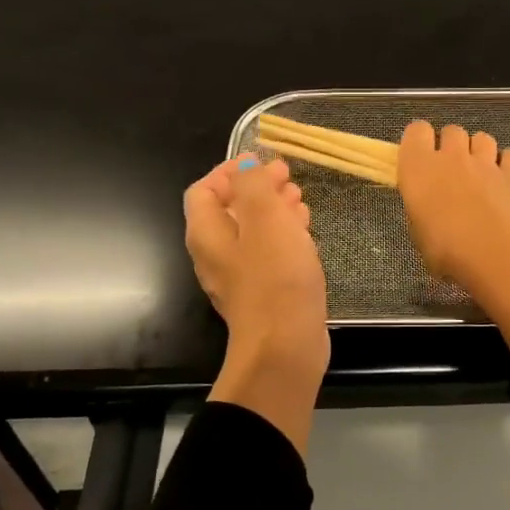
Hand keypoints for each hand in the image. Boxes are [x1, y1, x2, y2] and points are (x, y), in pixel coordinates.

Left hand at [185, 155, 329, 450]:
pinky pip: (267, 256)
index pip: (204, 189)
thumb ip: (253, 184)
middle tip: (288, 178)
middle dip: (258, 189)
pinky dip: (283, 238)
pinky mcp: (262, 295)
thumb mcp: (265, 219)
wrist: (285, 347)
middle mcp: (215, 255)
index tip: (263, 161)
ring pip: (251, 233)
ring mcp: (238, 278)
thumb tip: (247, 164)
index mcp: (207, 233)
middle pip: (229, 210)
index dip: (230, 170)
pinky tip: (305, 236)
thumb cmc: (274, 278)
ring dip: (274, 212)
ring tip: (301, 201)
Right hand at [397, 121, 509, 355]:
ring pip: (482, 138)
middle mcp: (451, 157)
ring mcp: (485, 162)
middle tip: (450, 170)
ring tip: (479, 173)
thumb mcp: (418, 233)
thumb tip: (430, 207)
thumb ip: (422, 209)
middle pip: (451, 131)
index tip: (419, 159)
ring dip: (479, 151)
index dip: (418, 141)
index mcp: (419, 167)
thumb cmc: (445, 250)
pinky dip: (507, 163)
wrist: (494, 254)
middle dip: (451, 145)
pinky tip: (503, 180)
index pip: (416, 130)